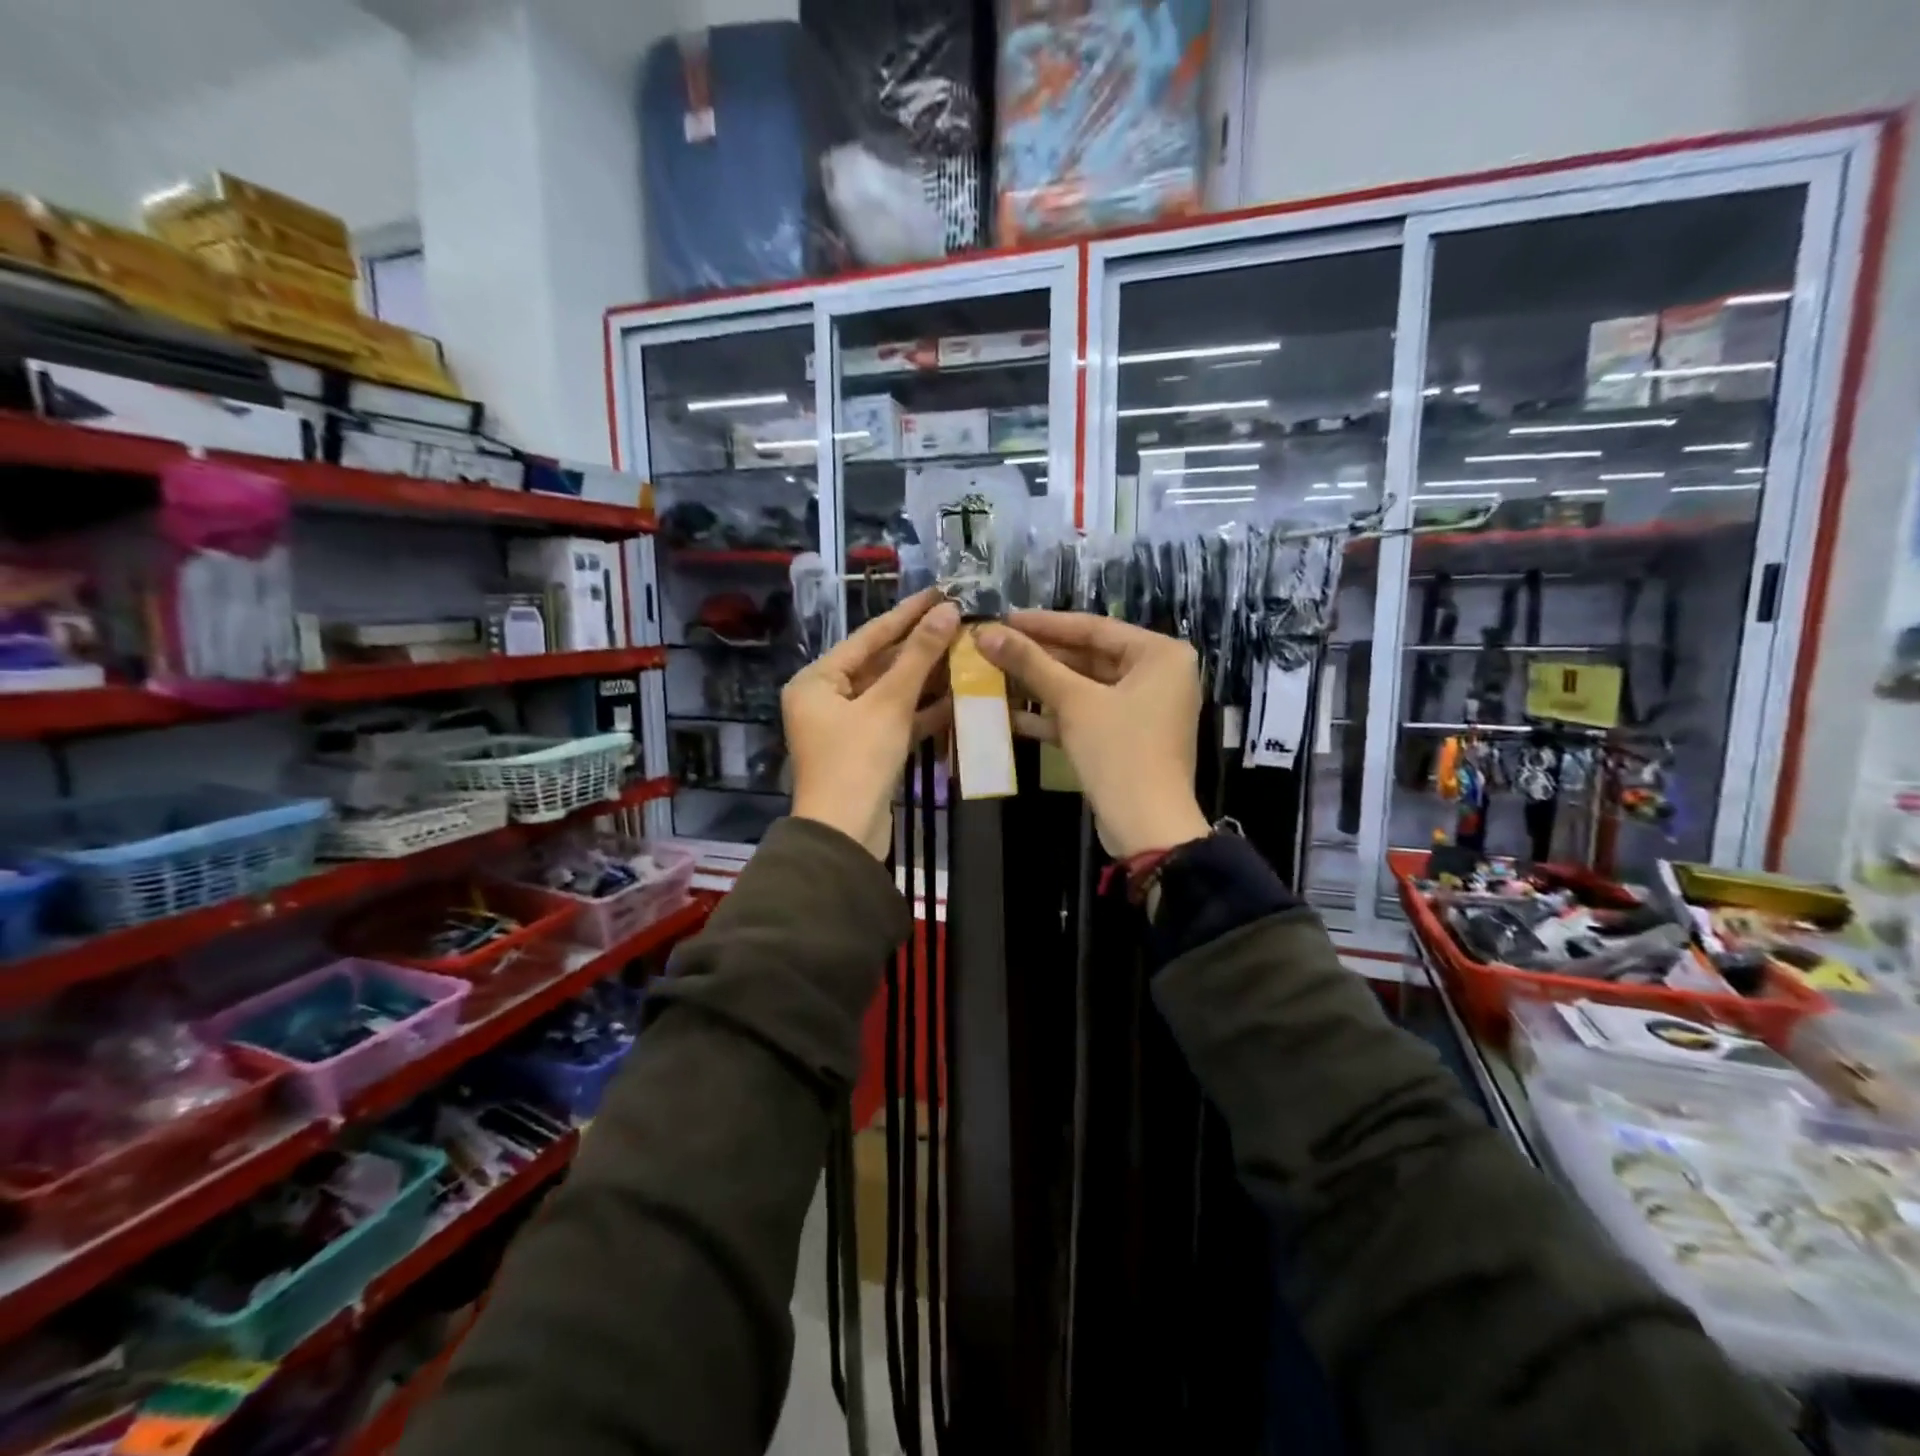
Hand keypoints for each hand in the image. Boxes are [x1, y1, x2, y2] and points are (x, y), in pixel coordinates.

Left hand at [783, 588, 959, 857]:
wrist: (846, 835)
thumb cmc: (858, 761)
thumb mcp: (889, 704)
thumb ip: (919, 657)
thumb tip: (947, 611)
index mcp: (817, 681)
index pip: (869, 637)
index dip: (907, 614)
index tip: (940, 592)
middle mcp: (826, 698)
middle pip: (880, 664)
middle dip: (921, 648)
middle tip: (959, 623)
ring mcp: (847, 727)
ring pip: (892, 694)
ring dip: (927, 679)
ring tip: (966, 653)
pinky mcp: (867, 751)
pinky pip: (896, 720)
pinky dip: (923, 711)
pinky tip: (958, 696)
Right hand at [976, 612, 1211, 858]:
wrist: (1146, 826)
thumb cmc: (1119, 751)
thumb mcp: (1074, 702)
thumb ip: (1031, 664)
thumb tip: (985, 632)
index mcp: (1160, 655)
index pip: (1093, 627)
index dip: (1044, 624)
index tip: (1003, 618)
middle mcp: (1157, 676)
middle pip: (1088, 657)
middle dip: (1039, 657)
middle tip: (994, 647)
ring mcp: (1142, 710)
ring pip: (1083, 688)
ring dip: (1040, 686)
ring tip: (994, 676)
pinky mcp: (1125, 739)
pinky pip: (1086, 715)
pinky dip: (1053, 715)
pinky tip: (1009, 713)